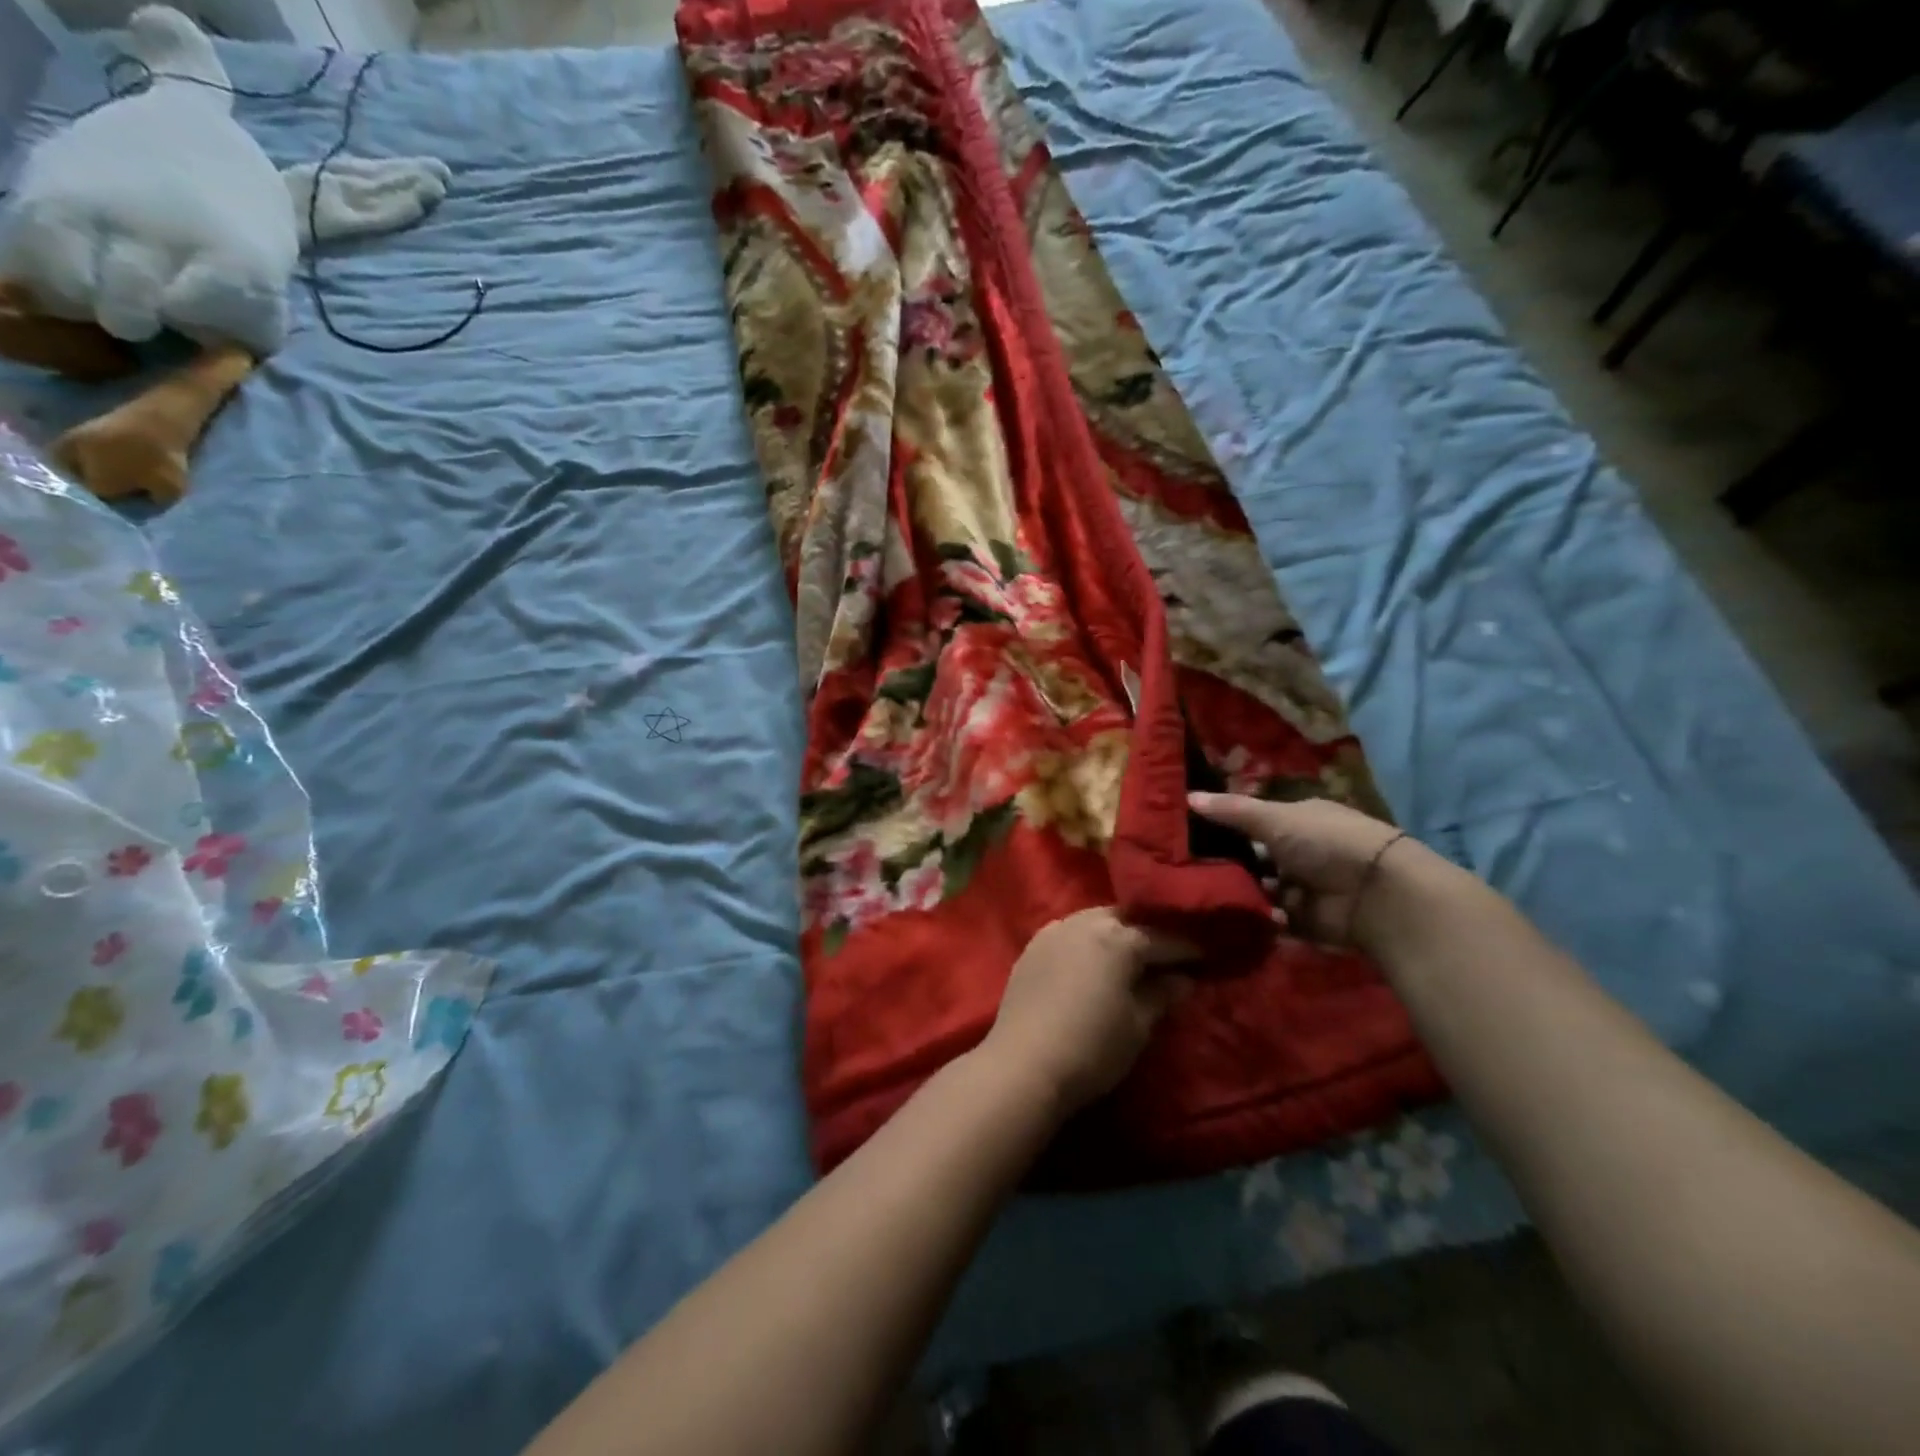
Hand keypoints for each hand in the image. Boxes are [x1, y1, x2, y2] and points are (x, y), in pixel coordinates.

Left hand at [981, 908, 1194, 1115]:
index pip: (1163, 937)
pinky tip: (1093, 959)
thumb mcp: (1138, 1026)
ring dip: (1116, 932)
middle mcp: (1085, 922)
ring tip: (1132, 954)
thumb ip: (1161, 994)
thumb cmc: (1092, 1048)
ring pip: (1095, 920)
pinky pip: (1069, 932)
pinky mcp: (1032, 947)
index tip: (1207, 956)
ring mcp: (1054, 930)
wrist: (1023, 1065)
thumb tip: (1182, 979)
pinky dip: (1087, 940)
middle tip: (1169, 953)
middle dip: (1149, 931)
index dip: (1188, 948)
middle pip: (1126, 919)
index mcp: (1118, 938)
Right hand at [1188, 792, 1407, 946]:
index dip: (1224, 826)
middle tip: (1185, 867)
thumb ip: (1231, 811)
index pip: (1254, 821)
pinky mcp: (1303, 920)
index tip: (1189, 834)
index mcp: (1297, 819)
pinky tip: (1228, 913)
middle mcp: (1300, 851)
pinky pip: (1269, 917)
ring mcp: (1302, 886)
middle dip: (1226, 862)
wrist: (1375, 894)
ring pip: (1258, 887)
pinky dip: (1255, 916)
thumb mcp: (1273, 819)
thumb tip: (1187, 796)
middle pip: (1253, 856)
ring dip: (1238, 890)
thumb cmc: (1324, 842)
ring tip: (1199, 891)